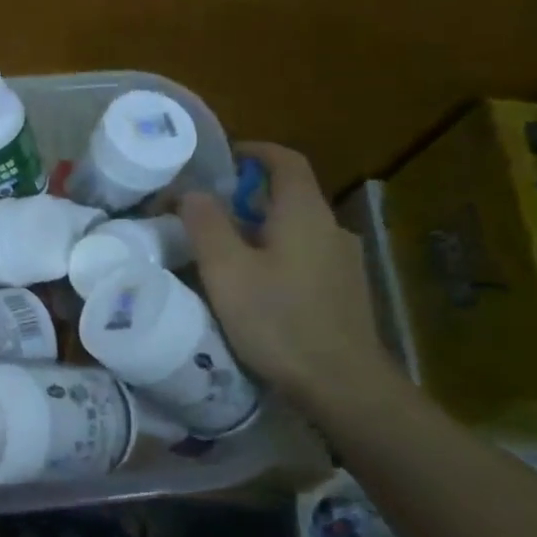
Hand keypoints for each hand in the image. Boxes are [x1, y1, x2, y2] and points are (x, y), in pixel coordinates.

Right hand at [180, 143, 393, 406]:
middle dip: (249, 196)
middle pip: (290, 196)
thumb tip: (191, 192)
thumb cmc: (277, 320)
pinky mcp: (345, 292)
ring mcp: (344, 262)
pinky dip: (278, 256)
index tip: (224, 156)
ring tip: (226, 254)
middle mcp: (331, 228)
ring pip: (297, 230)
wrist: (342, 384)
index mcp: (304, 214)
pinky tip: (258, 288)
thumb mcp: (226, 270)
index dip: (255, 151)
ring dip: (262, 230)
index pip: (285, 161)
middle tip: (208, 213)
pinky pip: (306, 257)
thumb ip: (206, 225)